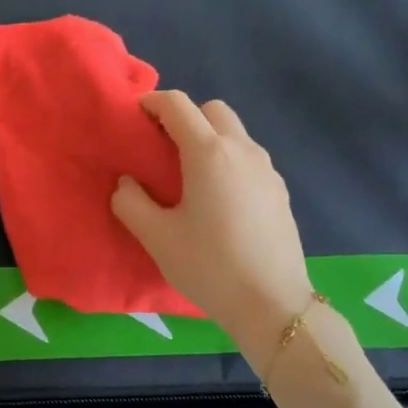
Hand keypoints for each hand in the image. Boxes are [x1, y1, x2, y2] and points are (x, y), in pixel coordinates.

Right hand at [111, 91, 314, 367]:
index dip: (153, 103)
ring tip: (190, 176)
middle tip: (163, 148)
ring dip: (210, 139)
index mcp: (209, 153)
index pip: (178, 105)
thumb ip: (131, 203)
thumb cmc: (209, 266)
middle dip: (186, 117)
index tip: (136, 118)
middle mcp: (242, 150)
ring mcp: (267, 169)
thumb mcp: (156, 237)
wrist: (272, 304)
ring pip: (235, 134)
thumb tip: (127, 184)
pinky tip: (218, 200)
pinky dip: (228, 161)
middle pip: (213, 110)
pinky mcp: (280, 191)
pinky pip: (249, 159)